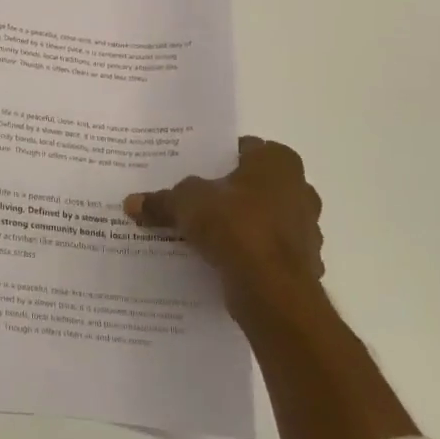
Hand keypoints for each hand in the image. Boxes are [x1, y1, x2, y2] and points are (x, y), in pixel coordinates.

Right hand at [124, 136, 324, 320]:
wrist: (272, 289)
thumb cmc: (235, 225)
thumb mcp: (185, 204)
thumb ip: (161, 200)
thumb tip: (132, 202)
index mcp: (277, 163)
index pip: (245, 149)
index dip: (217, 159)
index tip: (193, 171)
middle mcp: (300, 190)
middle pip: (255, 185)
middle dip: (230, 194)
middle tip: (197, 201)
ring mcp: (307, 230)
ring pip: (266, 220)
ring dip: (243, 225)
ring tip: (206, 235)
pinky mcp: (305, 265)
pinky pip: (270, 253)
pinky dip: (252, 256)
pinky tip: (224, 262)